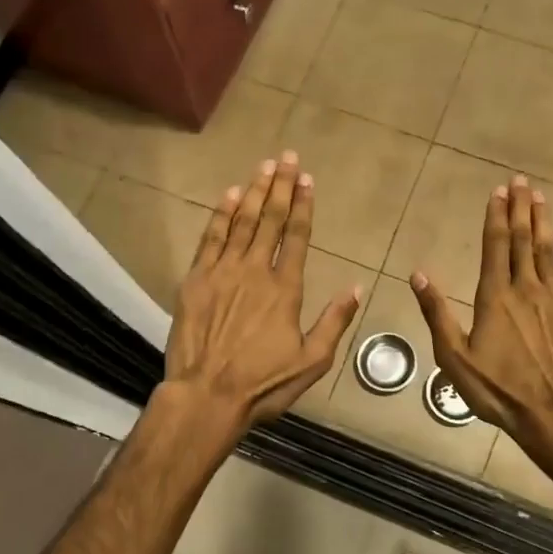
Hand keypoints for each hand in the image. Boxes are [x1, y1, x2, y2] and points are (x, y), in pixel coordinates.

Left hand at [162, 151, 361, 434]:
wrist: (206, 396)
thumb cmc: (263, 384)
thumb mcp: (312, 362)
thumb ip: (334, 322)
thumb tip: (356, 288)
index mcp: (286, 289)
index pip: (297, 236)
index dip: (303, 205)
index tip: (306, 179)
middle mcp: (255, 271)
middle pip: (269, 219)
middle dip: (279, 186)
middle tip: (286, 157)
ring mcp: (223, 272)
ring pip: (240, 222)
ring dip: (252, 192)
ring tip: (262, 166)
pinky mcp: (196, 280)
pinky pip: (211, 238)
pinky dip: (220, 214)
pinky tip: (228, 195)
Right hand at [410, 176, 552, 444]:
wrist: (552, 413)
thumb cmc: (497, 388)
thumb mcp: (454, 356)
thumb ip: (436, 313)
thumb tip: (418, 274)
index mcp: (494, 296)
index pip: (495, 246)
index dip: (495, 217)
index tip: (497, 191)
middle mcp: (525, 288)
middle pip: (523, 240)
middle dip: (520, 208)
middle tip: (521, 181)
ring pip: (546, 250)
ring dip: (542, 221)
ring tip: (540, 197)